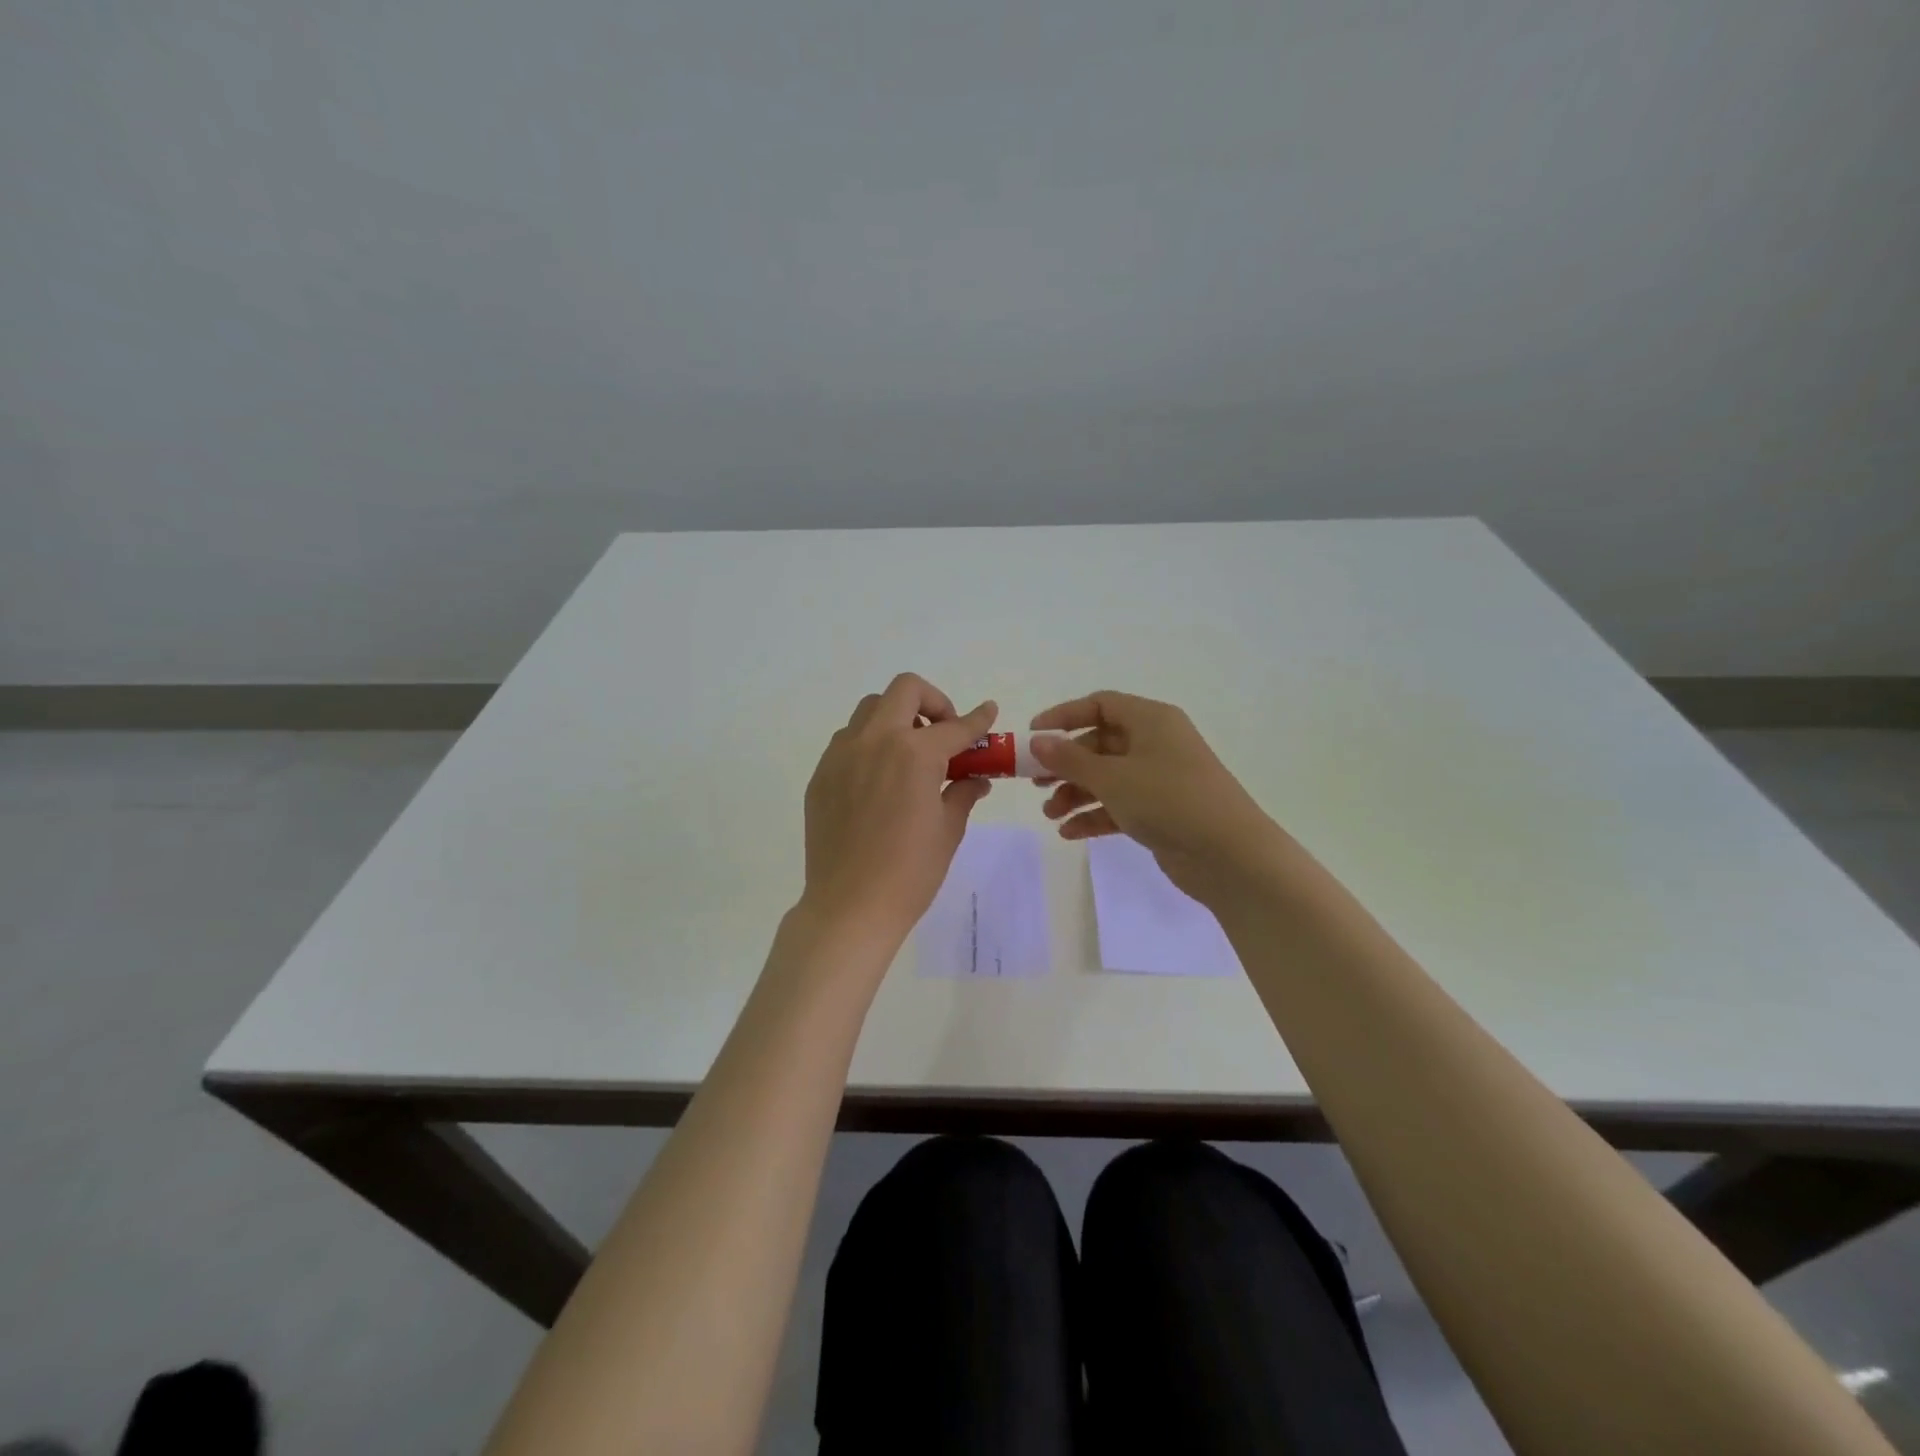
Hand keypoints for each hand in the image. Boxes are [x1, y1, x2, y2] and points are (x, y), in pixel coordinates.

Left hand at [800, 674, 997, 945]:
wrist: (850, 907)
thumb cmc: (910, 872)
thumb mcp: (948, 830)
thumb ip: (962, 792)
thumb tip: (974, 778)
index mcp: (914, 753)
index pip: (955, 727)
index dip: (977, 720)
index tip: (988, 713)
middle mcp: (874, 741)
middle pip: (905, 690)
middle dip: (933, 702)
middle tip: (943, 734)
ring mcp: (841, 755)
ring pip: (870, 711)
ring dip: (897, 719)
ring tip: (909, 756)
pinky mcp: (821, 775)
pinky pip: (848, 741)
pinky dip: (870, 744)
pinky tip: (880, 780)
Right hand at [1029, 691, 1280, 900]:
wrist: (1229, 855)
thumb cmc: (1168, 800)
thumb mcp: (1112, 777)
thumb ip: (1070, 760)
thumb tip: (1038, 741)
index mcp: (1151, 720)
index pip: (1101, 704)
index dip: (1064, 716)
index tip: (1033, 734)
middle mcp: (1156, 743)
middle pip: (1100, 744)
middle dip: (1066, 764)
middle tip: (1036, 783)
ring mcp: (1160, 779)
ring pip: (1107, 777)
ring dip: (1076, 793)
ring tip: (1051, 814)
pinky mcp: (1161, 811)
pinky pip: (1119, 805)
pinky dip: (1094, 815)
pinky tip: (1069, 833)